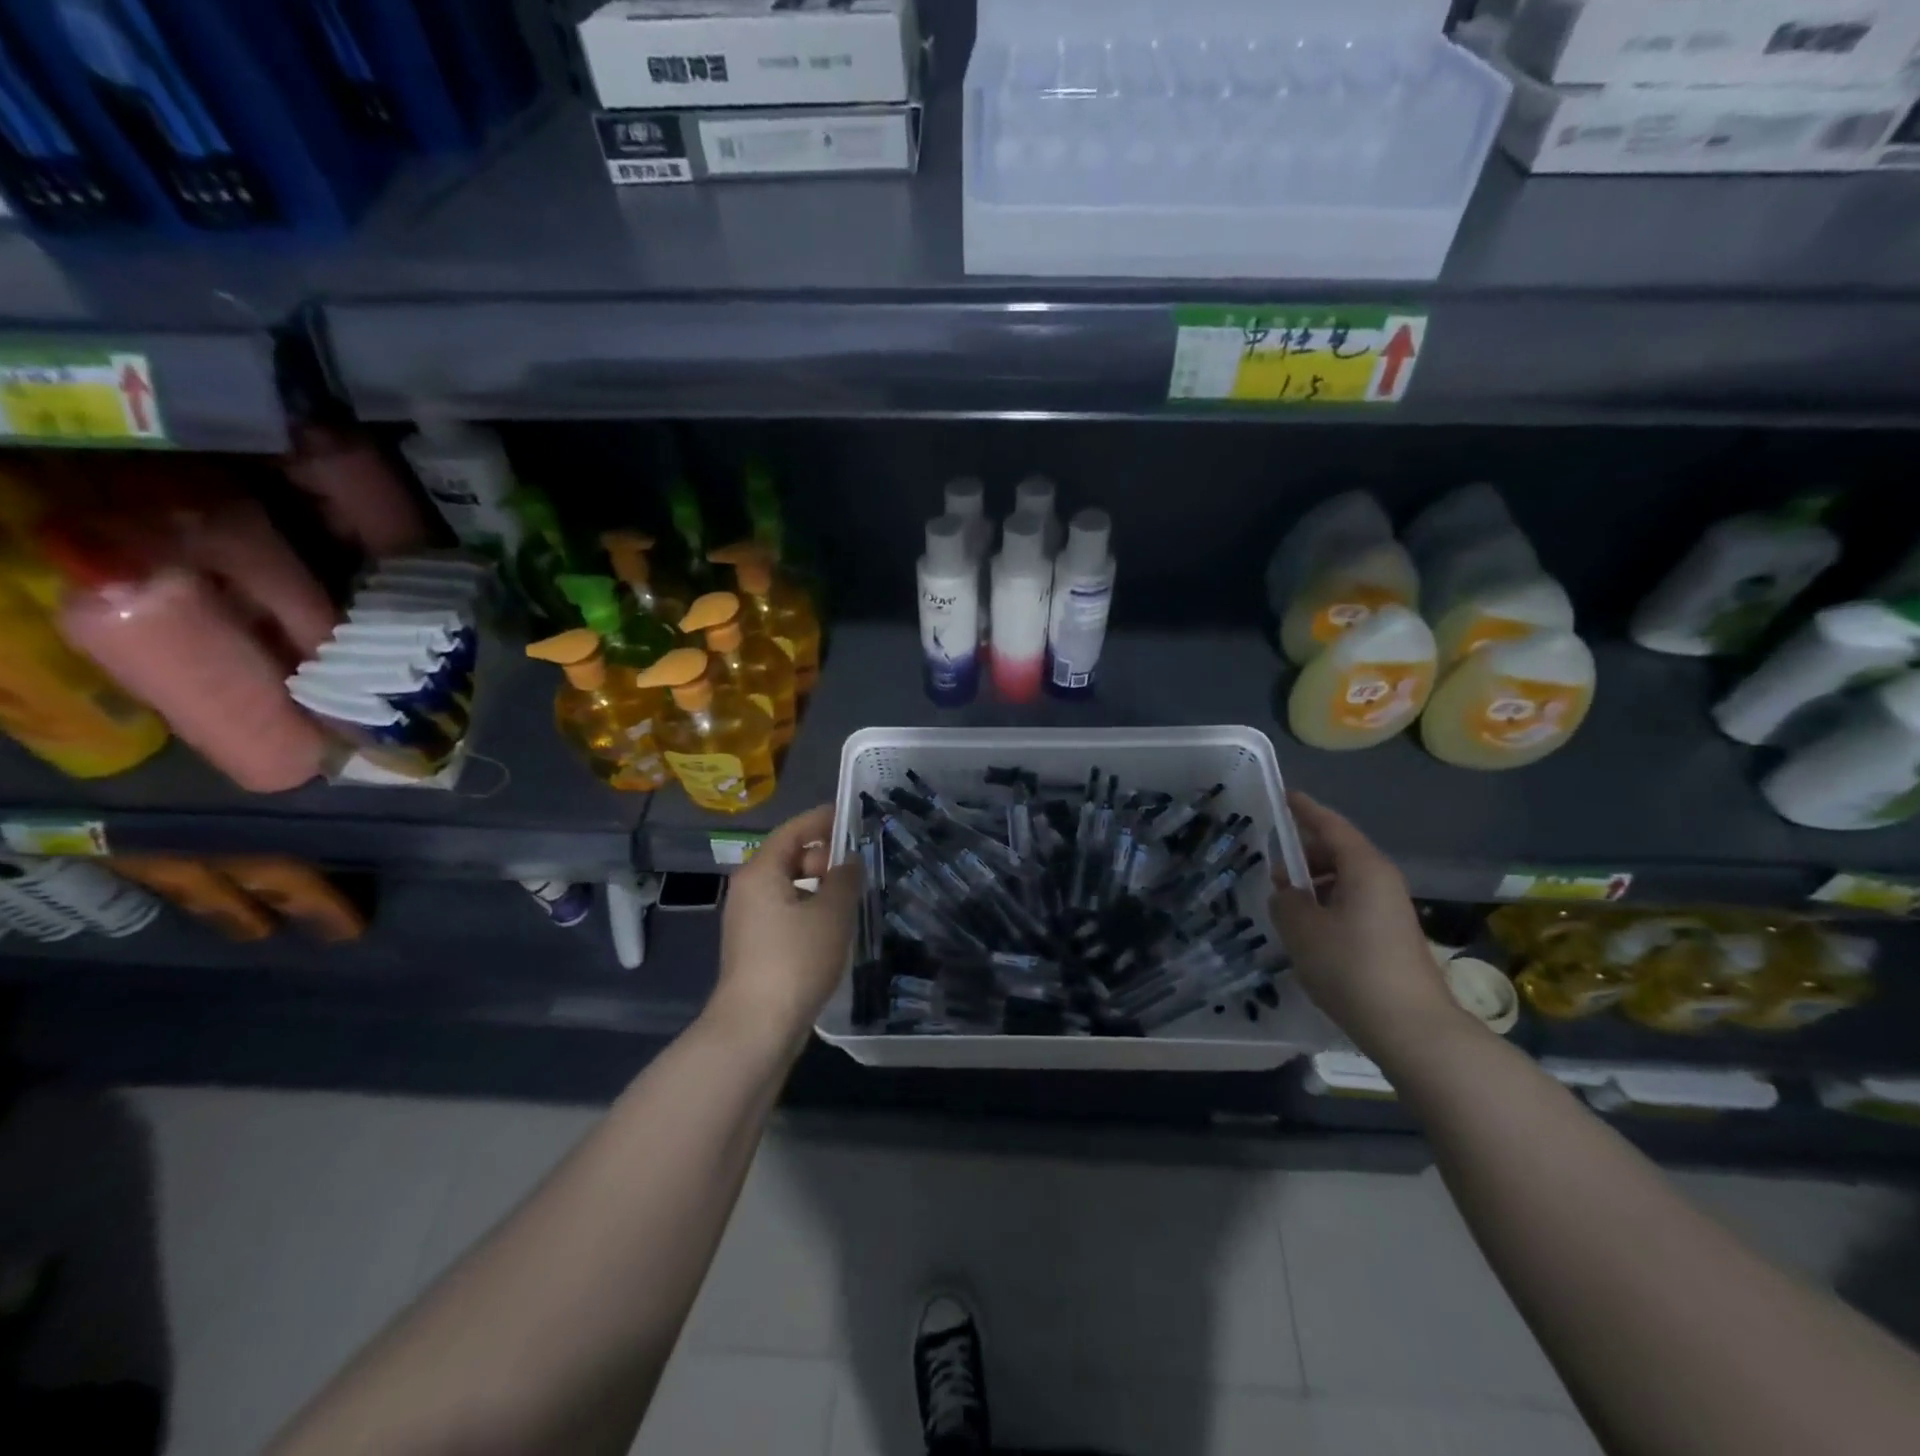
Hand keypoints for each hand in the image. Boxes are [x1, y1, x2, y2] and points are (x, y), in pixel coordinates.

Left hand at [705, 804, 860, 1056]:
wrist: (756, 1028)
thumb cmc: (795, 960)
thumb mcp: (831, 913)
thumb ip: (845, 879)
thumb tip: (849, 862)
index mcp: (761, 872)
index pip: (793, 831)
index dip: (822, 820)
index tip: (852, 815)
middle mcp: (749, 890)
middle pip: (790, 858)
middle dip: (825, 857)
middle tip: (861, 865)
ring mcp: (749, 921)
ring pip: (790, 888)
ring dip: (821, 887)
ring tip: (855, 895)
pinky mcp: (757, 947)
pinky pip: (788, 912)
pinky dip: (811, 910)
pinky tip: (836, 926)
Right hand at [1268, 792, 1471, 1063]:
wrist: (1411, 1028)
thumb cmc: (1351, 967)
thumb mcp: (1302, 929)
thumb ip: (1285, 902)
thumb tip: (1288, 895)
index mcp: (1364, 868)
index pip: (1331, 826)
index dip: (1305, 810)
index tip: (1285, 796)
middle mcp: (1382, 881)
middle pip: (1338, 853)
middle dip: (1304, 855)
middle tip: (1272, 868)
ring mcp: (1390, 910)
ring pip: (1345, 881)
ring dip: (1314, 885)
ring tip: (1285, 904)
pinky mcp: (1391, 937)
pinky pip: (1352, 904)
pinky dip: (1327, 906)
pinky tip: (1308, 931)